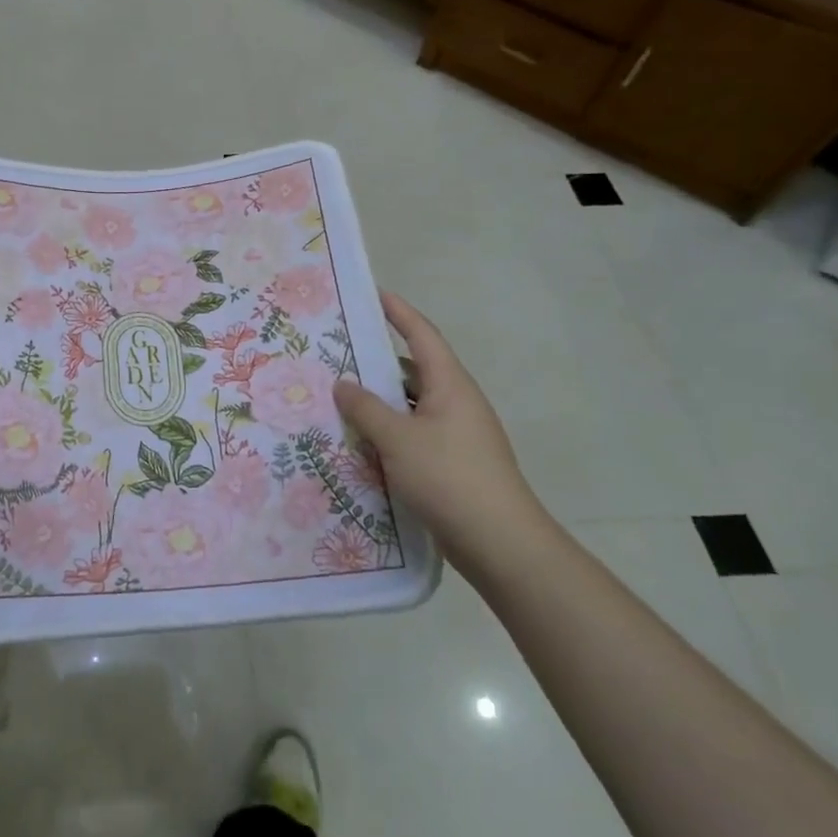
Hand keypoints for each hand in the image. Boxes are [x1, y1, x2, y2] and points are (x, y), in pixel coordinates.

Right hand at [333, 290, 549, 577]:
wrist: (501, 543)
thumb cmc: (449, 477)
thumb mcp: (398, 439)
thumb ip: (365, 408)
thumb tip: (342, 383)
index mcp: (450, 385)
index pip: (421, 334)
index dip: (397, 311)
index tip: (372, 293)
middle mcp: (456, 402)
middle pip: (413, 370)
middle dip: (376, 362)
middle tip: (336, 354)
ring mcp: (456, 434)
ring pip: (410, 406)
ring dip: (379, 402)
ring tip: (338, 399)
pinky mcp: (452, 463)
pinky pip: (413, 434)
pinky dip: (387, 432)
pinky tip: (360, 443)